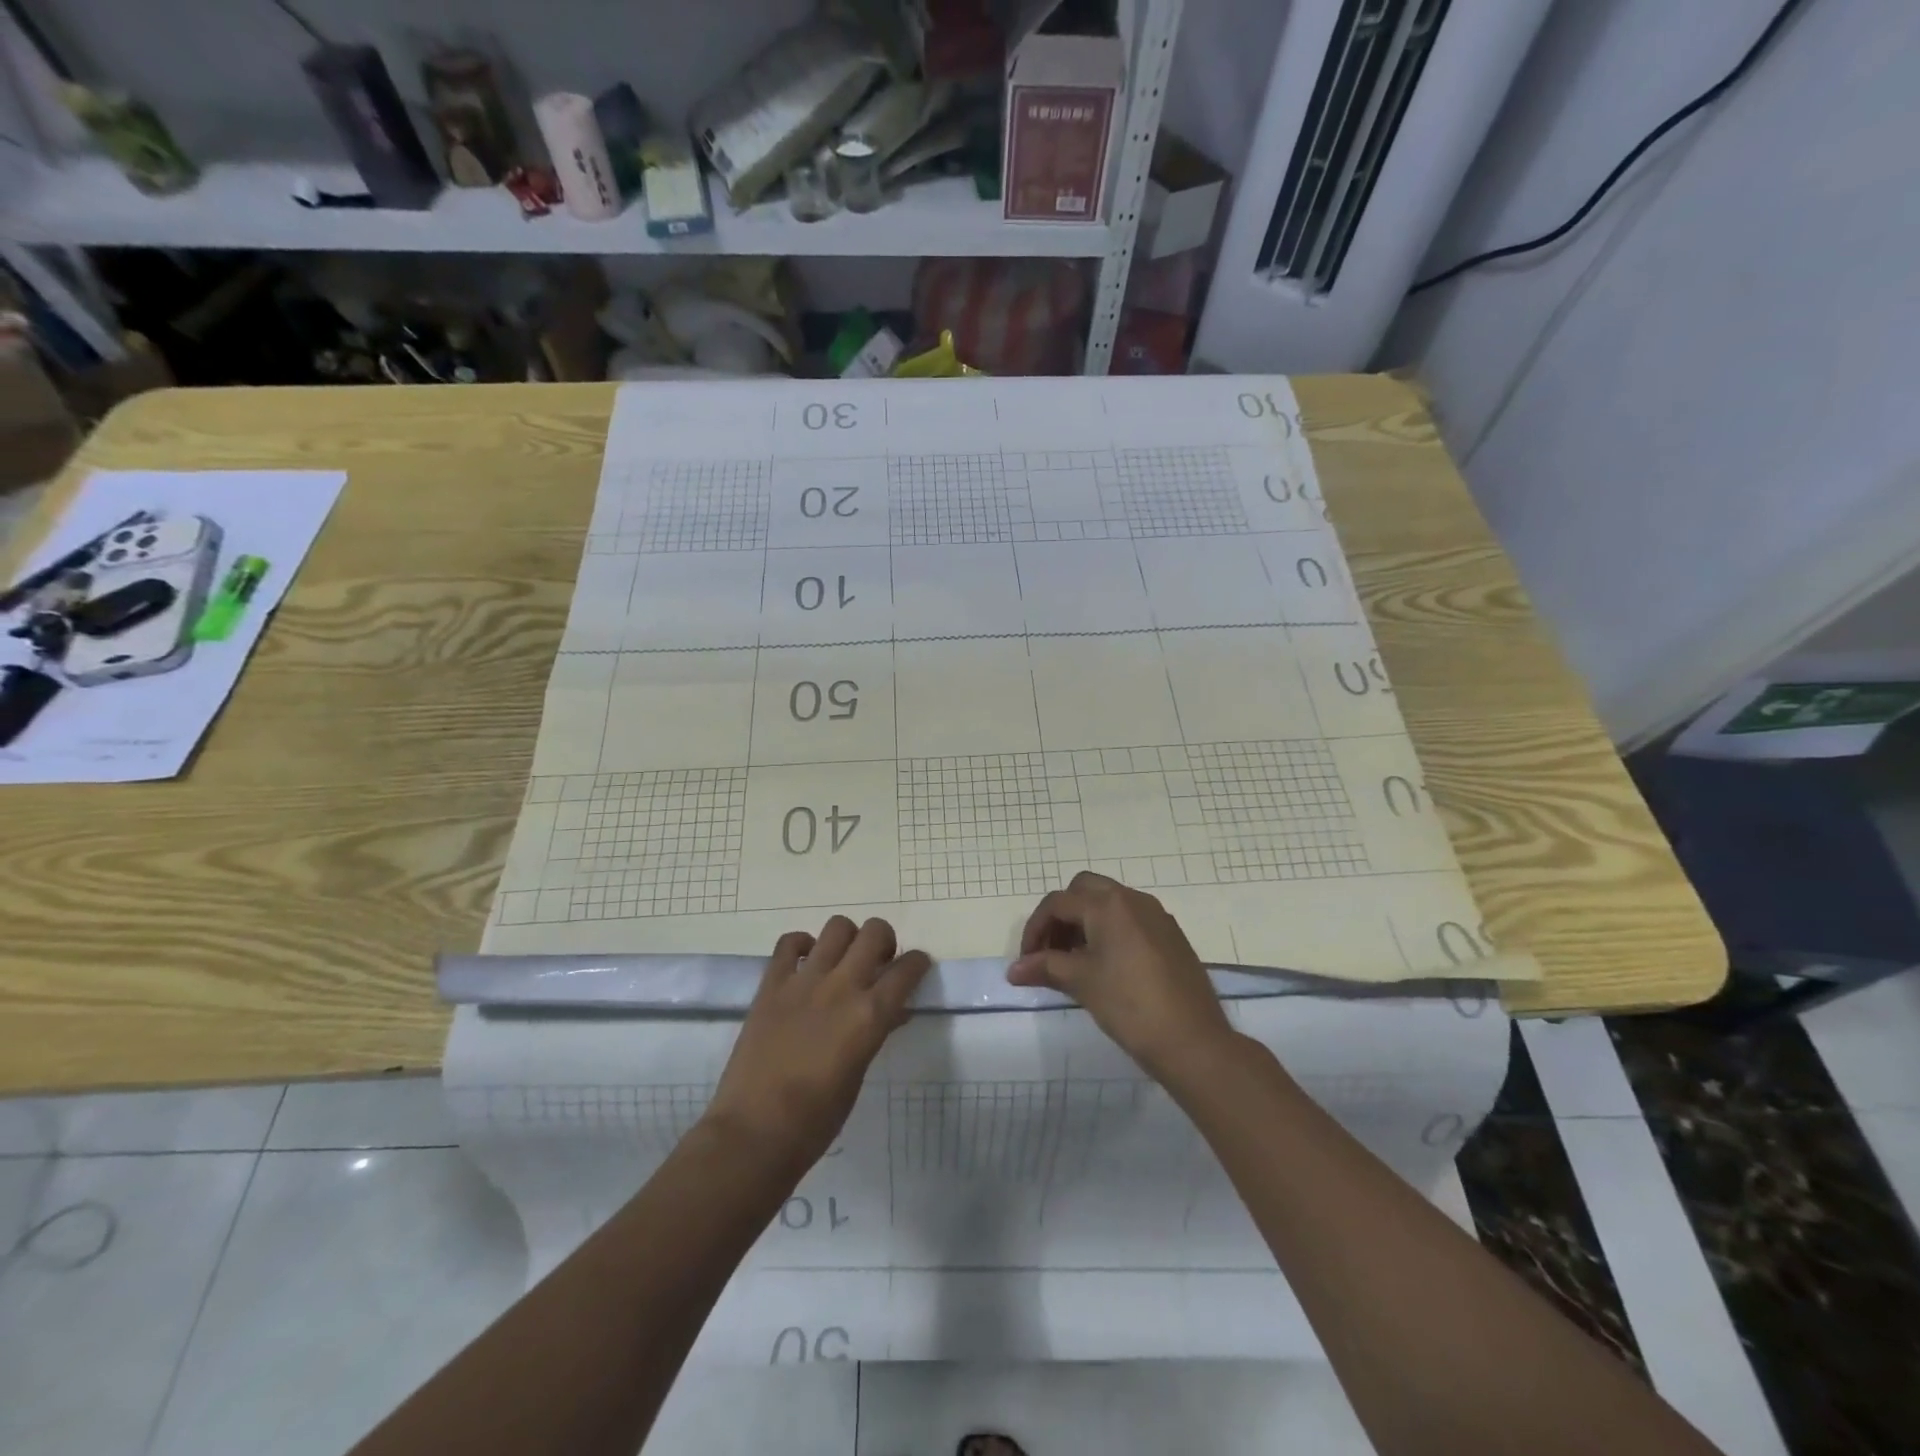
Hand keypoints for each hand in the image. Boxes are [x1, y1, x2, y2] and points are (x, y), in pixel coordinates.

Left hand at [704, 916, 930, 1172]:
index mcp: (870, 1015)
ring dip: (847, 938)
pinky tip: (805, 964)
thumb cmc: (816, 1120)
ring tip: (842, 960)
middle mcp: (842, 986)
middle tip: (878, 963)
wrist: (754, 1133)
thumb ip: (875, 1034)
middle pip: (875, 932)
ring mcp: (803, 981)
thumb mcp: (858, 1075)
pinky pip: (789, 942)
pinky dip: (802, 945)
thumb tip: (891, 1012)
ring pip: (837, 927)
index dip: (918, 964)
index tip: (916, 968)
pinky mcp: (771, 984)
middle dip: (885, 941)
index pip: (907, 969)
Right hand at [1009, 872, 1233, 1080]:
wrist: (1193, 1041)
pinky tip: (1106, 967)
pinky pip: (1130, 919)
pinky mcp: (1170, 935)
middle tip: (1051, 952)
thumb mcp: (1082, 983)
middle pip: (1084, 891)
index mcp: (1108, 904)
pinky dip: (1109, 931)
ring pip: (1109, 903)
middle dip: (1061, 916)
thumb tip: (1014, 970)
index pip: (1058, 903)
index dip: (1035, 929)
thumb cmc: (1130, 1005)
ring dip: (1085, 922)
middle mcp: (1133, 899)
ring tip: (1074, 962)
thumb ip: (1045, 967)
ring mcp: (1156, 916)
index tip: (1027, 961)